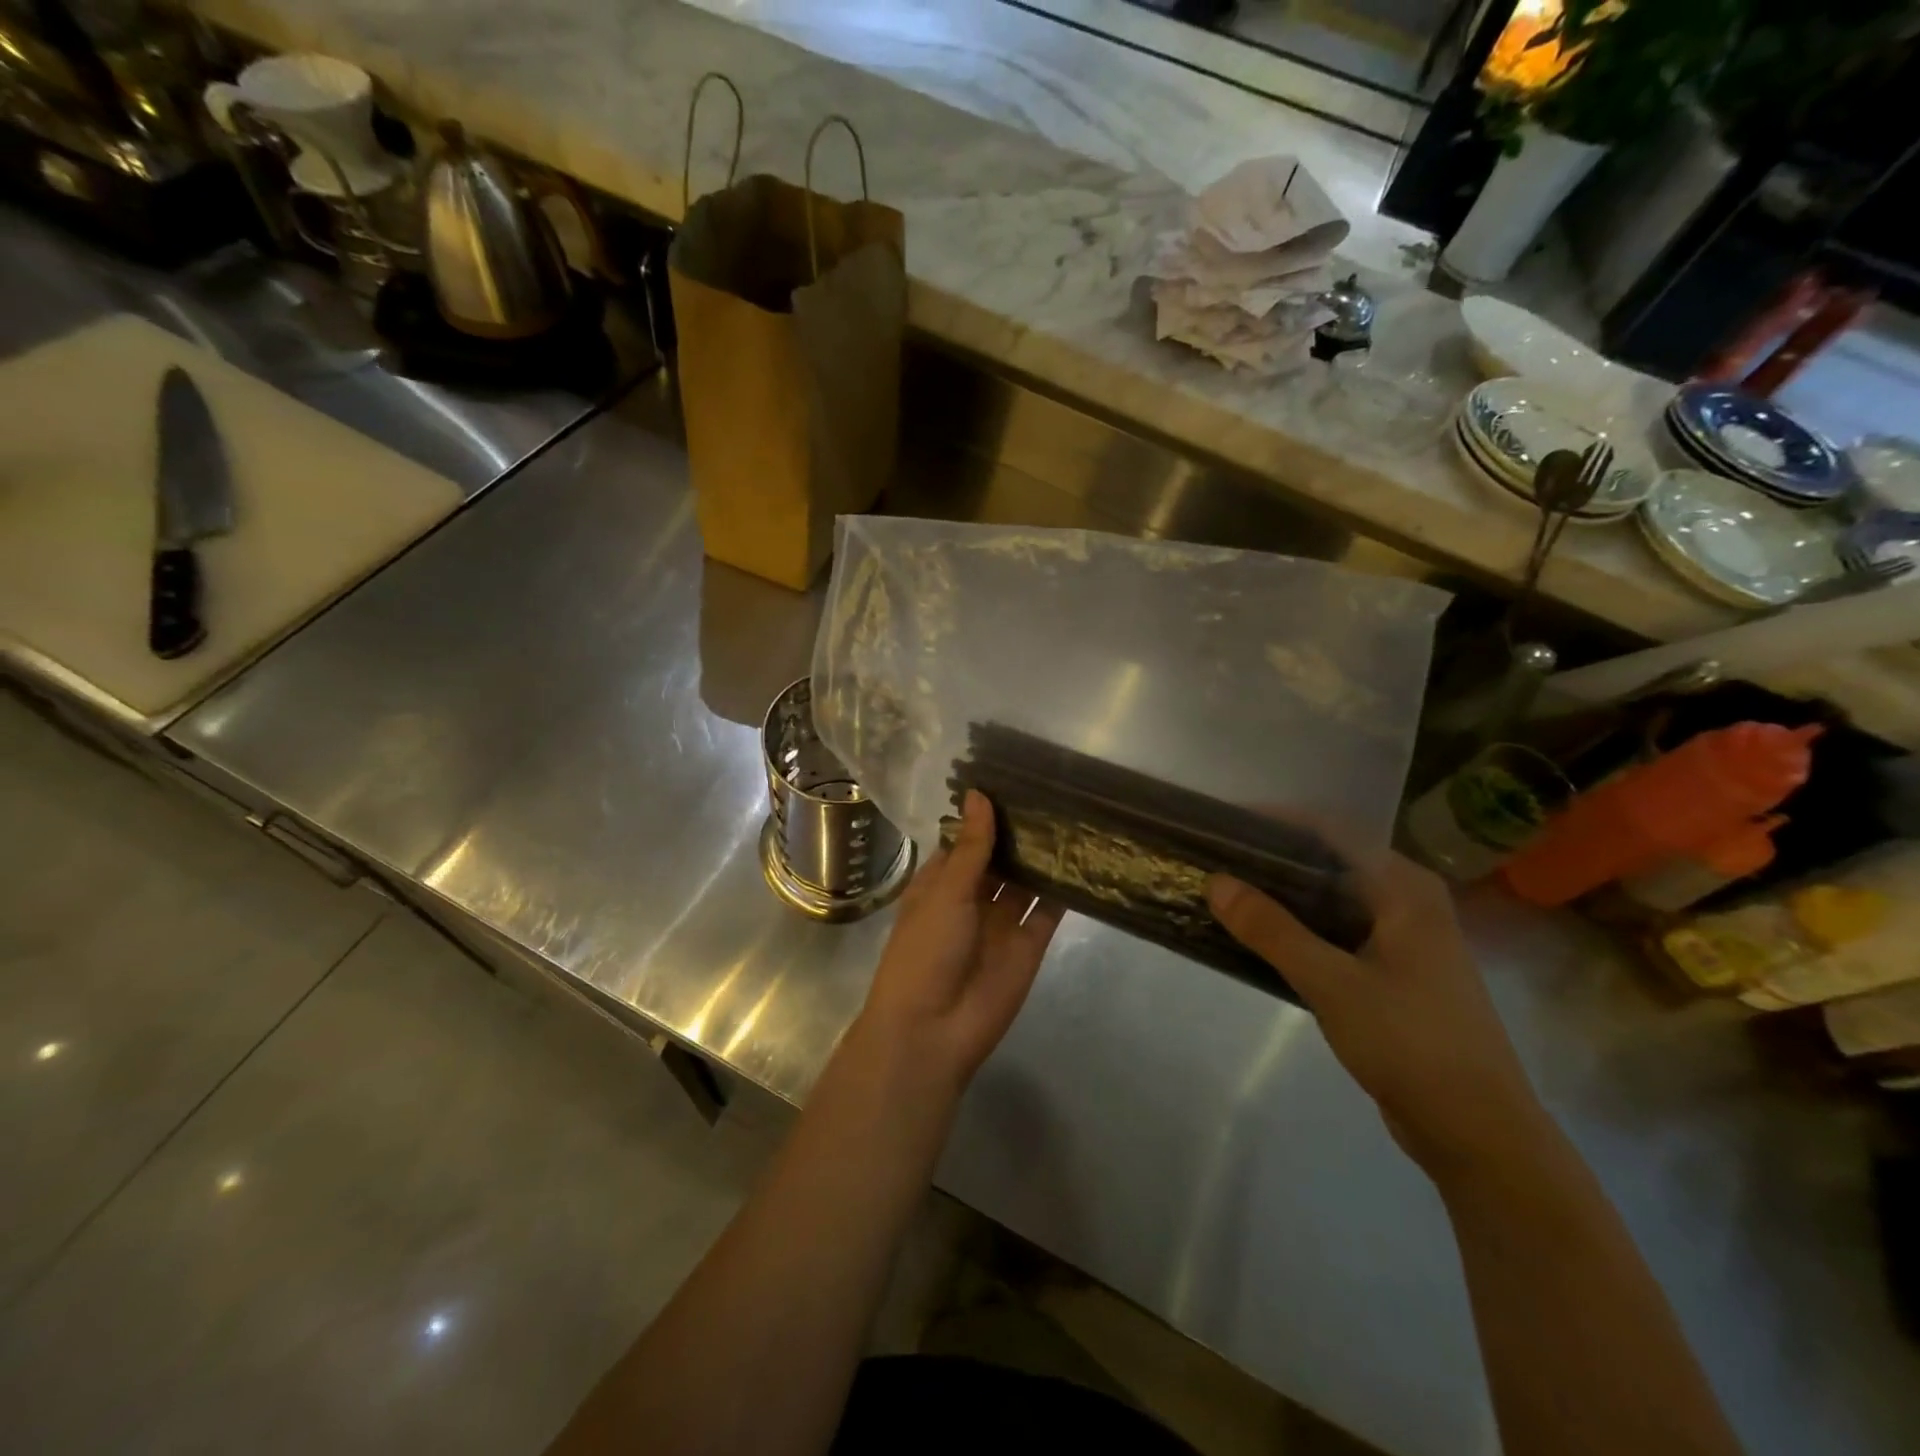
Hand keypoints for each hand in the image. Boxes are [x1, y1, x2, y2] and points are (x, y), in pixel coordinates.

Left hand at [854, 791, 1064, 1090]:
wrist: (934, 1030)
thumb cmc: (926, 950)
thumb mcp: (945, 891)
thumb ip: (972, 846)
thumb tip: (979, 794)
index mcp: (940, 882)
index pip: (966, 840)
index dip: (986, 815)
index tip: (1014, 780)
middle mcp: (972, 897)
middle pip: (999, 858)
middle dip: (1020, 832)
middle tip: (1054, 790)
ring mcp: (1002, 921)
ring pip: (1026, 881)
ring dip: (1043, 855)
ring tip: (1074, 814)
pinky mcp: (1029, 944)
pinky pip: (1048, 910)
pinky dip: (1063, 888)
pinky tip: (1084, 857)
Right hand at [1208, 854, 1548, 1181]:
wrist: (1478, 1133)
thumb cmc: (1411, 1043)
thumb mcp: (1332, 983)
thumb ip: (1272, 930)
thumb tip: (1215, 881)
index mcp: (1405, 889)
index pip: (1332, 830)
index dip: (1277, 820)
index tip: (1225, 822)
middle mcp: (1407, 902)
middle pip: (1330, 861)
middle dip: (1273, 856)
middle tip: (1216, 856)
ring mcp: (1402, 939)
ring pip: (1330, 898)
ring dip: (1282, 894)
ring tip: (1226, 890)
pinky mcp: (1392, 972)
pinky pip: (1335, 931)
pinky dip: (1297, 927)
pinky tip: (1259, 936)